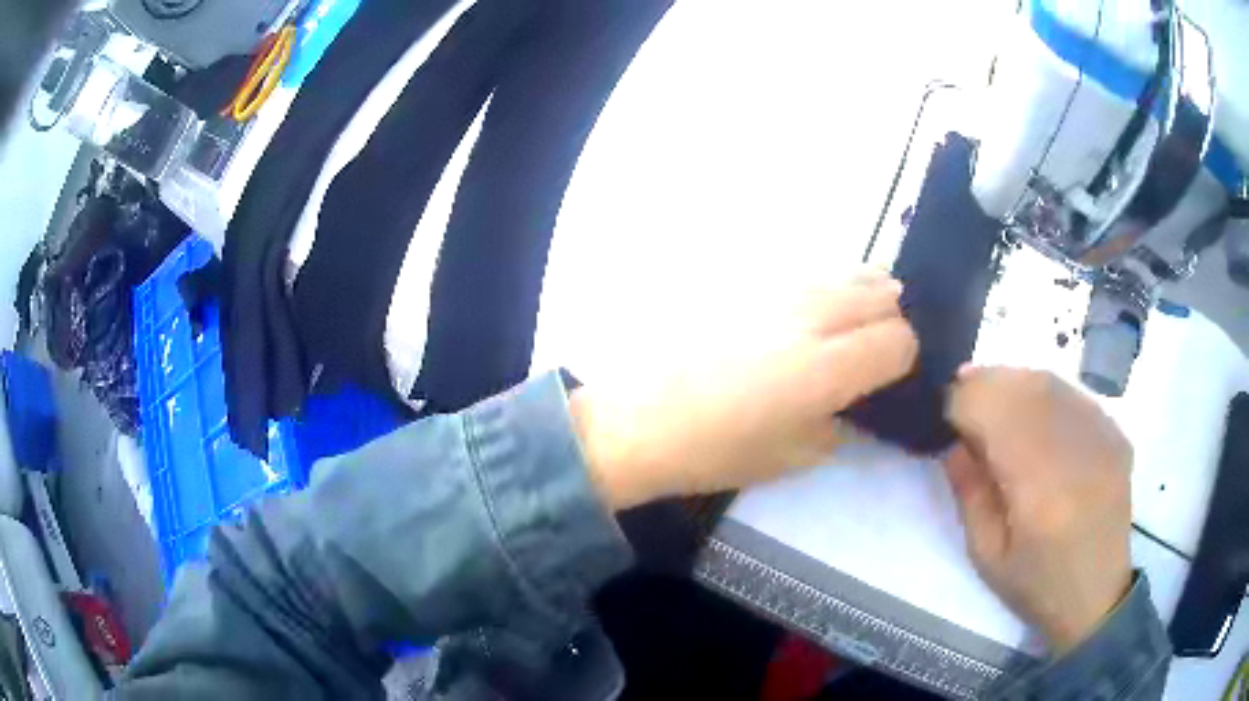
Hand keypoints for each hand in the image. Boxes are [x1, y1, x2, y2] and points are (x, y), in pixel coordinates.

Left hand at [570, 271, 916, 509]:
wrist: (635, 417)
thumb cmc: (713, 450)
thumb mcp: (792, 457)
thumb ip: (839, 423)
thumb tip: (852, 400)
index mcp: (827, 366)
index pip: (899, 340)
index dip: (905, 358)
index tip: (890, 375)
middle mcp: (811, 314)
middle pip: (882, 293)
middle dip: (891, 319)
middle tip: (873, 348)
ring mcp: (777, 288)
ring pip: (847, 271)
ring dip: (863, 294)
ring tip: (847, 324)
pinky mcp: (748, 277)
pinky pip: (809, 272)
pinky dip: (826, 287)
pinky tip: (805, 313)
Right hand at [944, 367, 1133, 653]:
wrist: (1098, 594)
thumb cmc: (1036, 584)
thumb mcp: (986, 554)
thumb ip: (968, 491)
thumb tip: (952, 439)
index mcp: (1038, 488)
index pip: (993, 414)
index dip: (961, 403)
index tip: (941, 414)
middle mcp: (1074, 448)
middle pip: (1022, 385)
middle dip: (984, 383)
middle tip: (962, 398)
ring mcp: (1101, 434)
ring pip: (1048, 381)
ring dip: (1012, 383)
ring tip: (994, 403)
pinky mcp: (1115, 431)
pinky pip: (1071, 393)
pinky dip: (1044, 395)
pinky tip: (1034, 417)